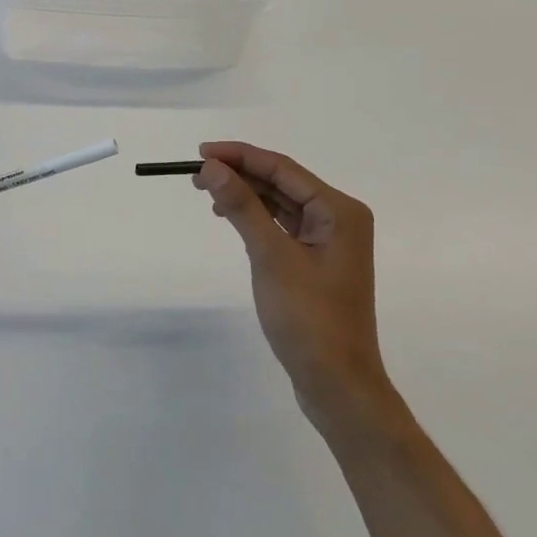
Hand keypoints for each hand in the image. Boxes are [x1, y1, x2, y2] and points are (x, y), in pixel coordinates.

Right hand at [195, 141, 395, 431]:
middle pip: (282, 182)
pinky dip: (257, 218)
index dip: (240, 156)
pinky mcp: (317, 261)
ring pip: (281, 203)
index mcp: (339, 210)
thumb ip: (242, 207)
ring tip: (207, 193)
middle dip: (240, 174)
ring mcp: (330, 241)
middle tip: (196, 175)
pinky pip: (283, 225)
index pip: (282, 168)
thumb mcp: (271, 256)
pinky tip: (231, 217)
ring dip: (246, 195)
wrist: (337, 383)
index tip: (200, 153)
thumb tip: (212, 167)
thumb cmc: (308, 318)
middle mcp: (339, 217)